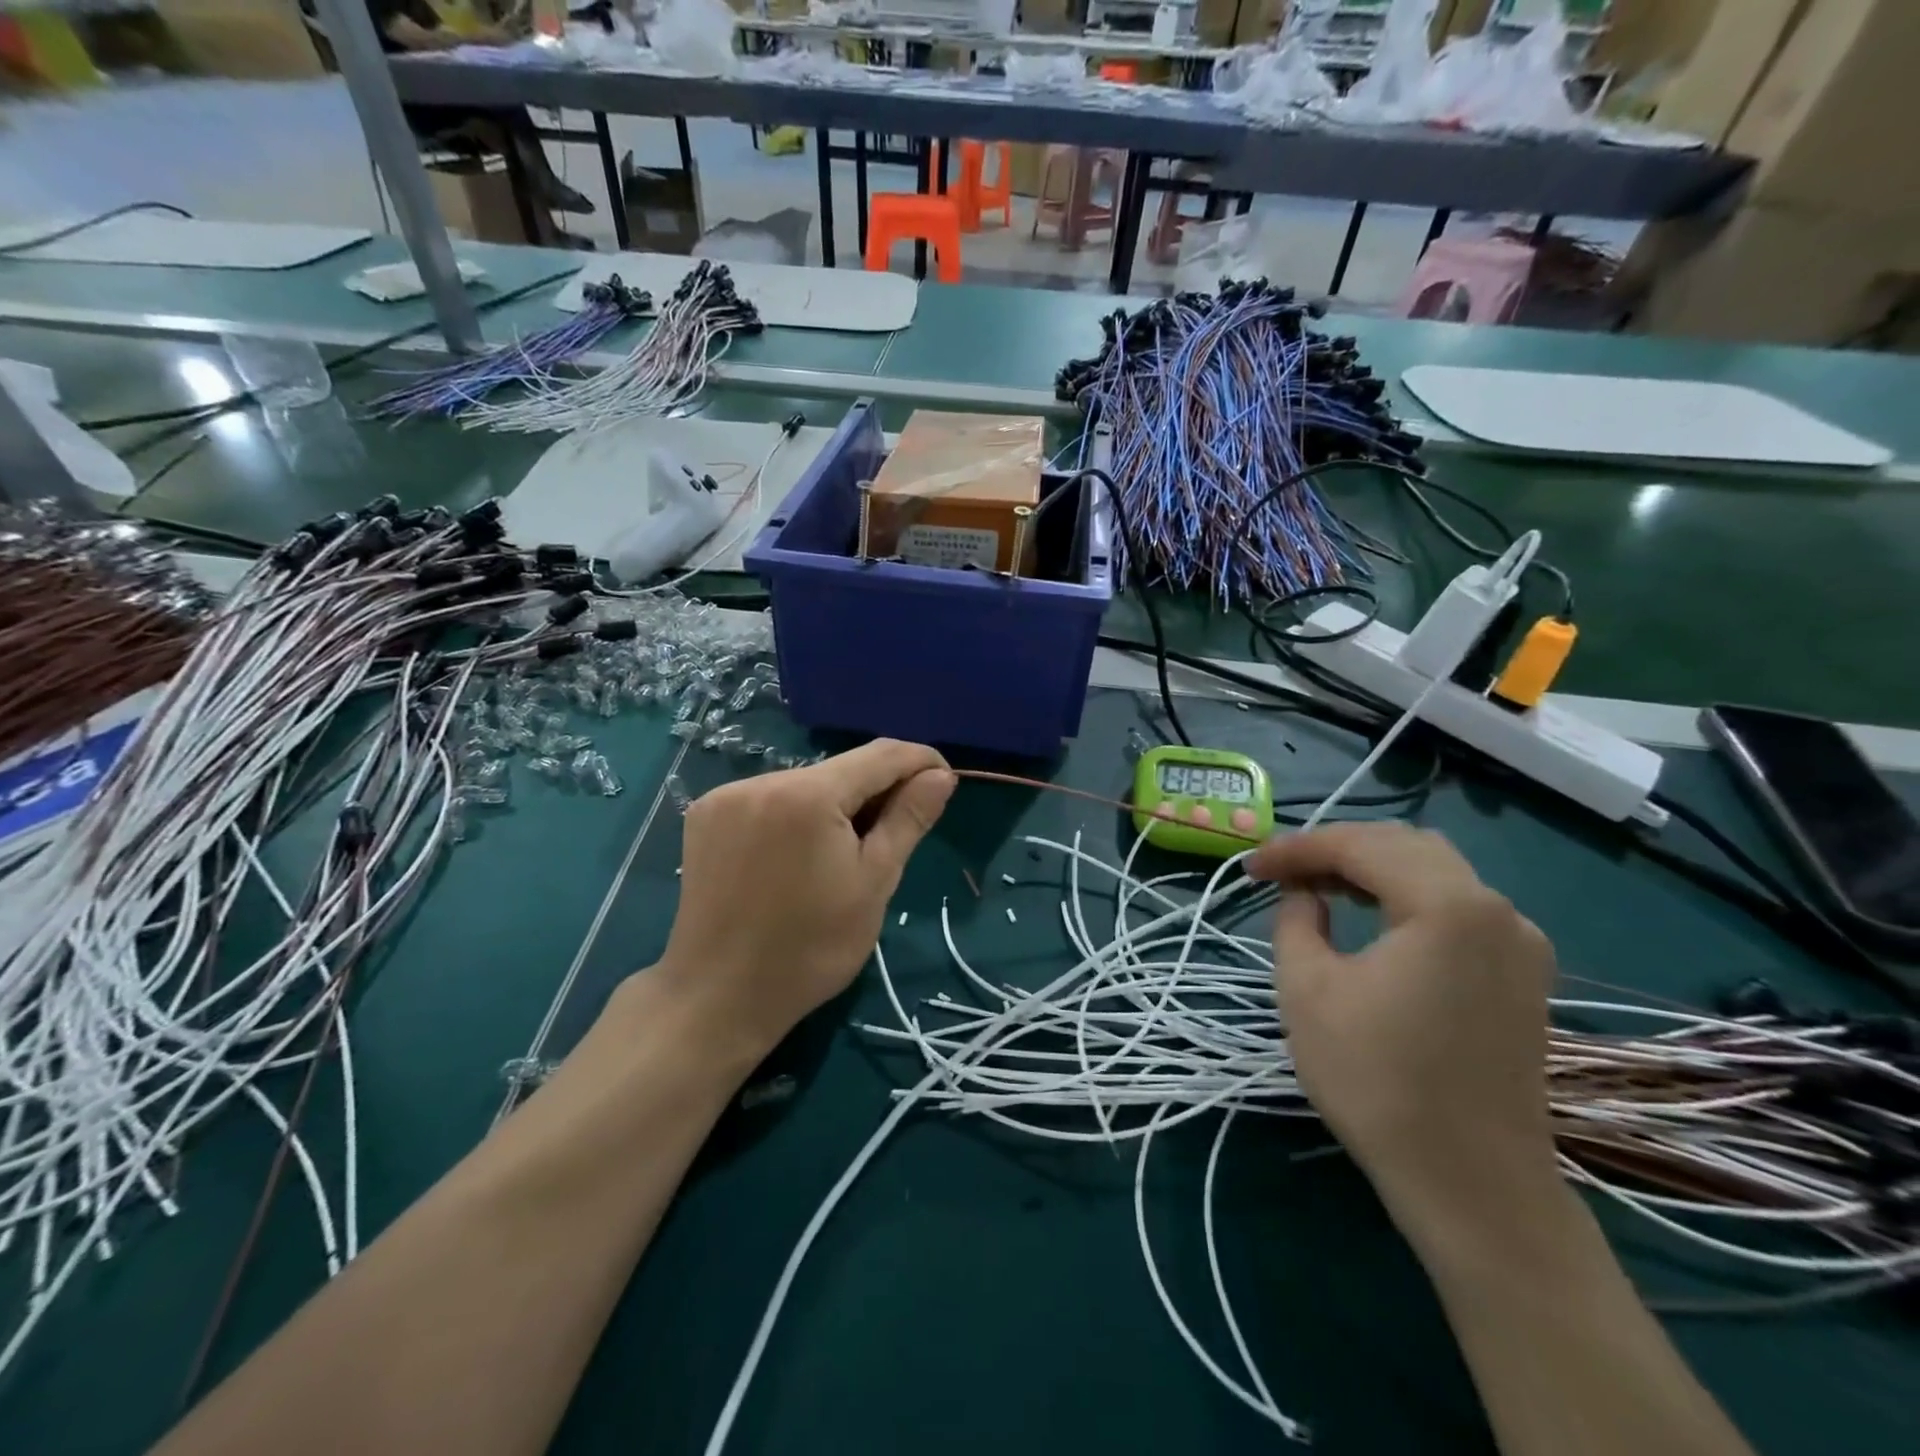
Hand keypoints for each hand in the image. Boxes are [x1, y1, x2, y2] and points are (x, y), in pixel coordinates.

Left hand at [653, 740, 954, 1061]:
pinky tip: (799, 854)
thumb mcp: (874, 883)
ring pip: (805, 782)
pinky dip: (797, 813)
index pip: (881, 755)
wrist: (718, 997)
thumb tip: (940, 775)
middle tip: (897, 833)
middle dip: (876, 789)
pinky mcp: (706, 815)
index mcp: (808, 795)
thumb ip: (908, 819)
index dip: (919, 761)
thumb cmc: (810, 948)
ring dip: (836, 803)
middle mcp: (763, 780)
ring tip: (846, 852)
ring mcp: (726, 795)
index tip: (943, 781)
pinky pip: (770, 797)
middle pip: (840, 768)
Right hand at [1248, 824, 1559, 1226]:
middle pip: (1404, 845)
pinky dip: (1406, 897)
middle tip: (1283, 873)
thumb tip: (1303, 894)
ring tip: (1319, 887)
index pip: (1360, 846)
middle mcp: (1496, 909)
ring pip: (1435, 870)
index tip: (1250, 867)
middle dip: (1336, 849)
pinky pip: (1458, 906)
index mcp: (1448, 905)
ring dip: (1372, 868)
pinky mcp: (1524, 974)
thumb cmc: (1376, 1080)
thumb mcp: (1307, 988)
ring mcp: (1519, 942)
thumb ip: (1296, 919)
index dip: (1296, 849)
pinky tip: (1372, 917)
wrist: (1471, 1183)